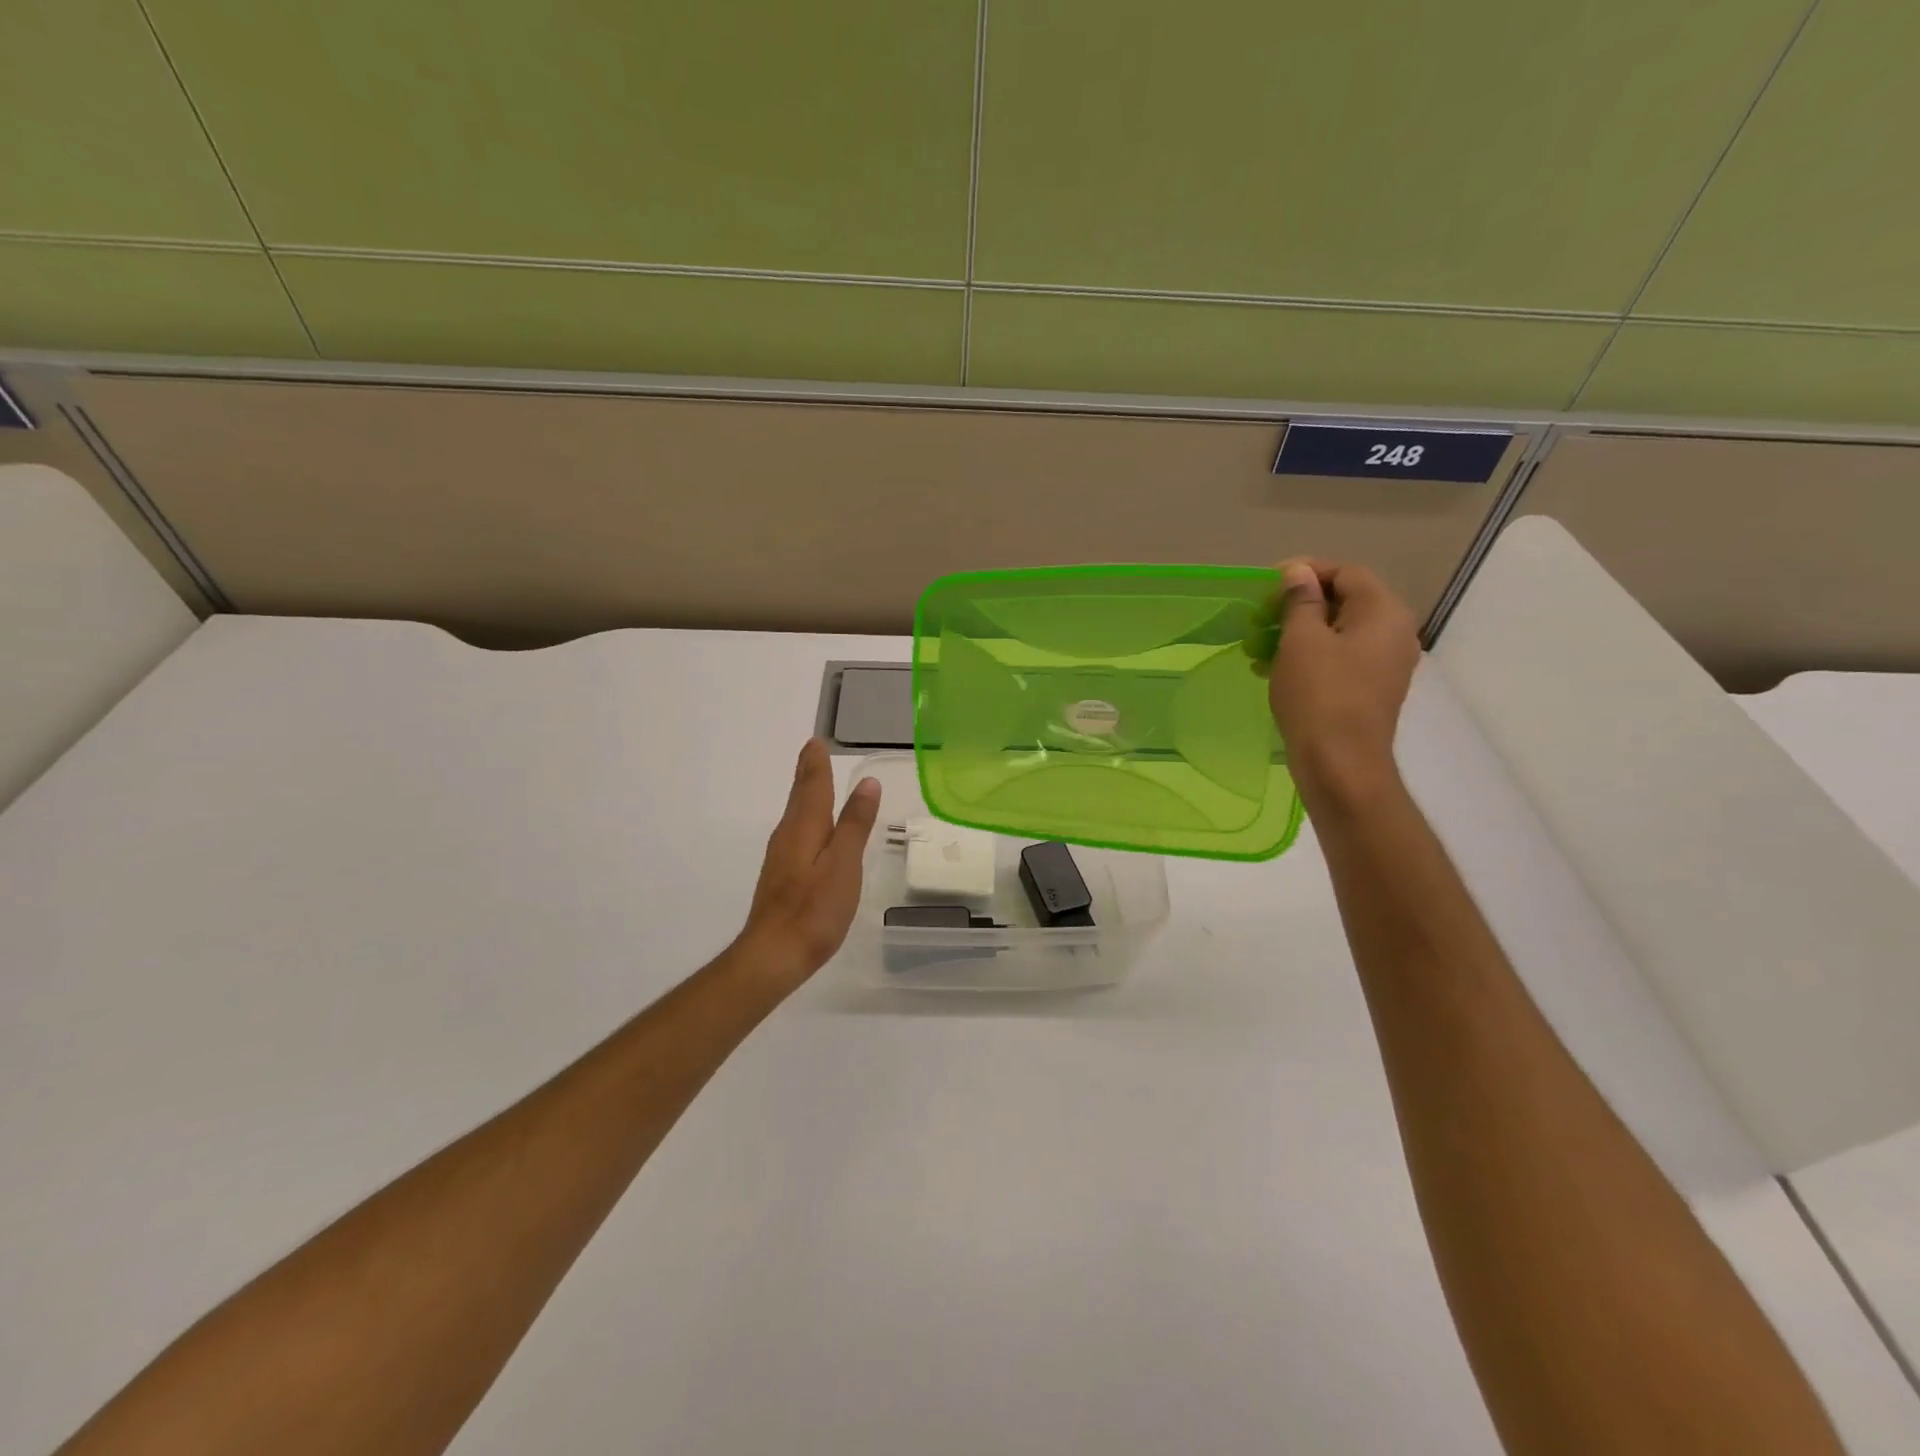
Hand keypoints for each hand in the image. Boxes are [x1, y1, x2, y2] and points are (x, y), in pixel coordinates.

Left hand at [735, 739, 880, 986]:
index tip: (815, 742)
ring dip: (807, 796)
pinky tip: (814, 832)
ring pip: (796, 816)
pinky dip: (808, 821)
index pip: (811, 785)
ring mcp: (781, 858)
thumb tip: (866, 783)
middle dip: (808, 774)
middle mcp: (787, 836)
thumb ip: (855, 823)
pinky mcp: (781, 878)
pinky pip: (797, 835)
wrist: (774, 955)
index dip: (815, 763)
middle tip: (814, 753)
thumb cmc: (814, 908)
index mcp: (804, 827)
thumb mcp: (844, 863)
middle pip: (800, 797)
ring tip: (817, 783)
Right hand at [1263, 559, 1420, 806]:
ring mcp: (1386, 664)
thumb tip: (1299, 573)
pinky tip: (1275, 670)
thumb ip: (1301, 601)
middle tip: (1261, 618)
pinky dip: (1310, 657)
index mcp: (1383, 612)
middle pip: (1345, 601)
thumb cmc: (1319, 696)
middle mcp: (1394, 632)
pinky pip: (1341, 659)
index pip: (1346, 573)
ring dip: (1299, 633)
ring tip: (1260, 647)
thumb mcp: (1301, 641)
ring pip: (1339, 633)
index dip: (1306, 572)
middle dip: (1299, 605)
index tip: (1268, 587)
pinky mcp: (1372, 690)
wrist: (1341, 764)